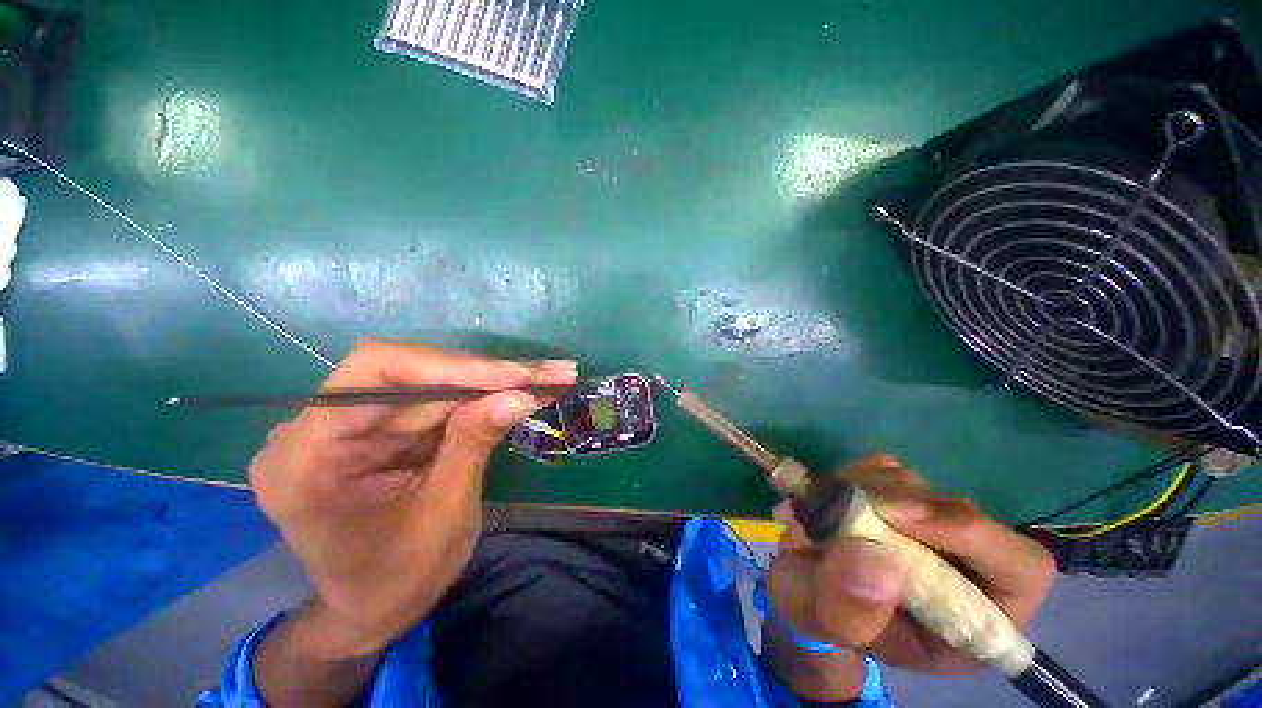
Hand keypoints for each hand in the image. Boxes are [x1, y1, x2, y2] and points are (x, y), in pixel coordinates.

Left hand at [249, 339, 577, 654]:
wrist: (372, 608)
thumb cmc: (398, 579)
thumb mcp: (443, 515)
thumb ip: (474, 444)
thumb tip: (521, 395)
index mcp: (309, 456)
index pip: (376, 372)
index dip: (452, 365)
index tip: (516, 376)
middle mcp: (320, 426)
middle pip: (412, 372)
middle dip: (488, 374)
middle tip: (551, 372)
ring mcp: (353, 422)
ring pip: (433, 381)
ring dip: (494, 381)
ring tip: (548, 378)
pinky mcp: (384, 425)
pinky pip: (438, 398)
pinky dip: (484, 395)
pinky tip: (522, 391)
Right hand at [764, 453, 1055, 695]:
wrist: (802, 585)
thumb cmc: (820, 617)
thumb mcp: (824, 626)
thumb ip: (848, 610)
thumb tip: (874, 556)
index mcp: (973, 618)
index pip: (1020, 568)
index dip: (970, 534)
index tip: (895, 516)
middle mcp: (963, 564)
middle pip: (960, 511)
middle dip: (899, 504)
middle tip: (845, 503)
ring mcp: (928, 523)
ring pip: (918, 484)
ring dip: (869, 487)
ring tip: (826, 509)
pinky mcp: (897, 496)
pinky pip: (886, 467)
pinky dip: (855, 473)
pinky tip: (830, 494)